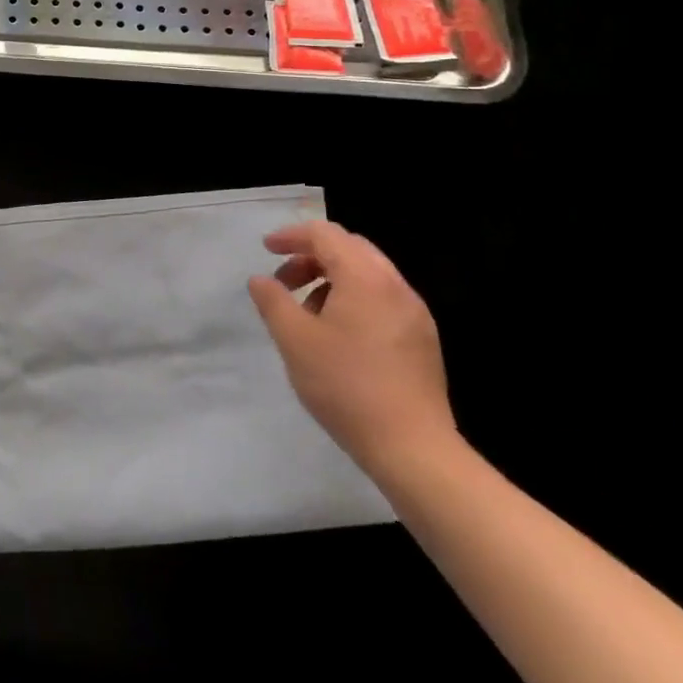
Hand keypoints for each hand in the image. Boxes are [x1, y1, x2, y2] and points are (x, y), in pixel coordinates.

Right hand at [248, 221, 458, 479]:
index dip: (292, 236)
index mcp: (365, 279)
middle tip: (283, 281)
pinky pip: (382, 299)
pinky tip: (336, 334)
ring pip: (368, 274)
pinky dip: (353, 298)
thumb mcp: (294, 340)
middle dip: (311, 255)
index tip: (266, 250)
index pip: (326, 235)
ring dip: (331, 278)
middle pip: (350, 248)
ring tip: (306, 312)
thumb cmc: (345, 386)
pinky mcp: (422, 339)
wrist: (412, 447)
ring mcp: (414, 314)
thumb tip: (261, 280)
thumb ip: (273, 301)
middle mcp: (395, 287)